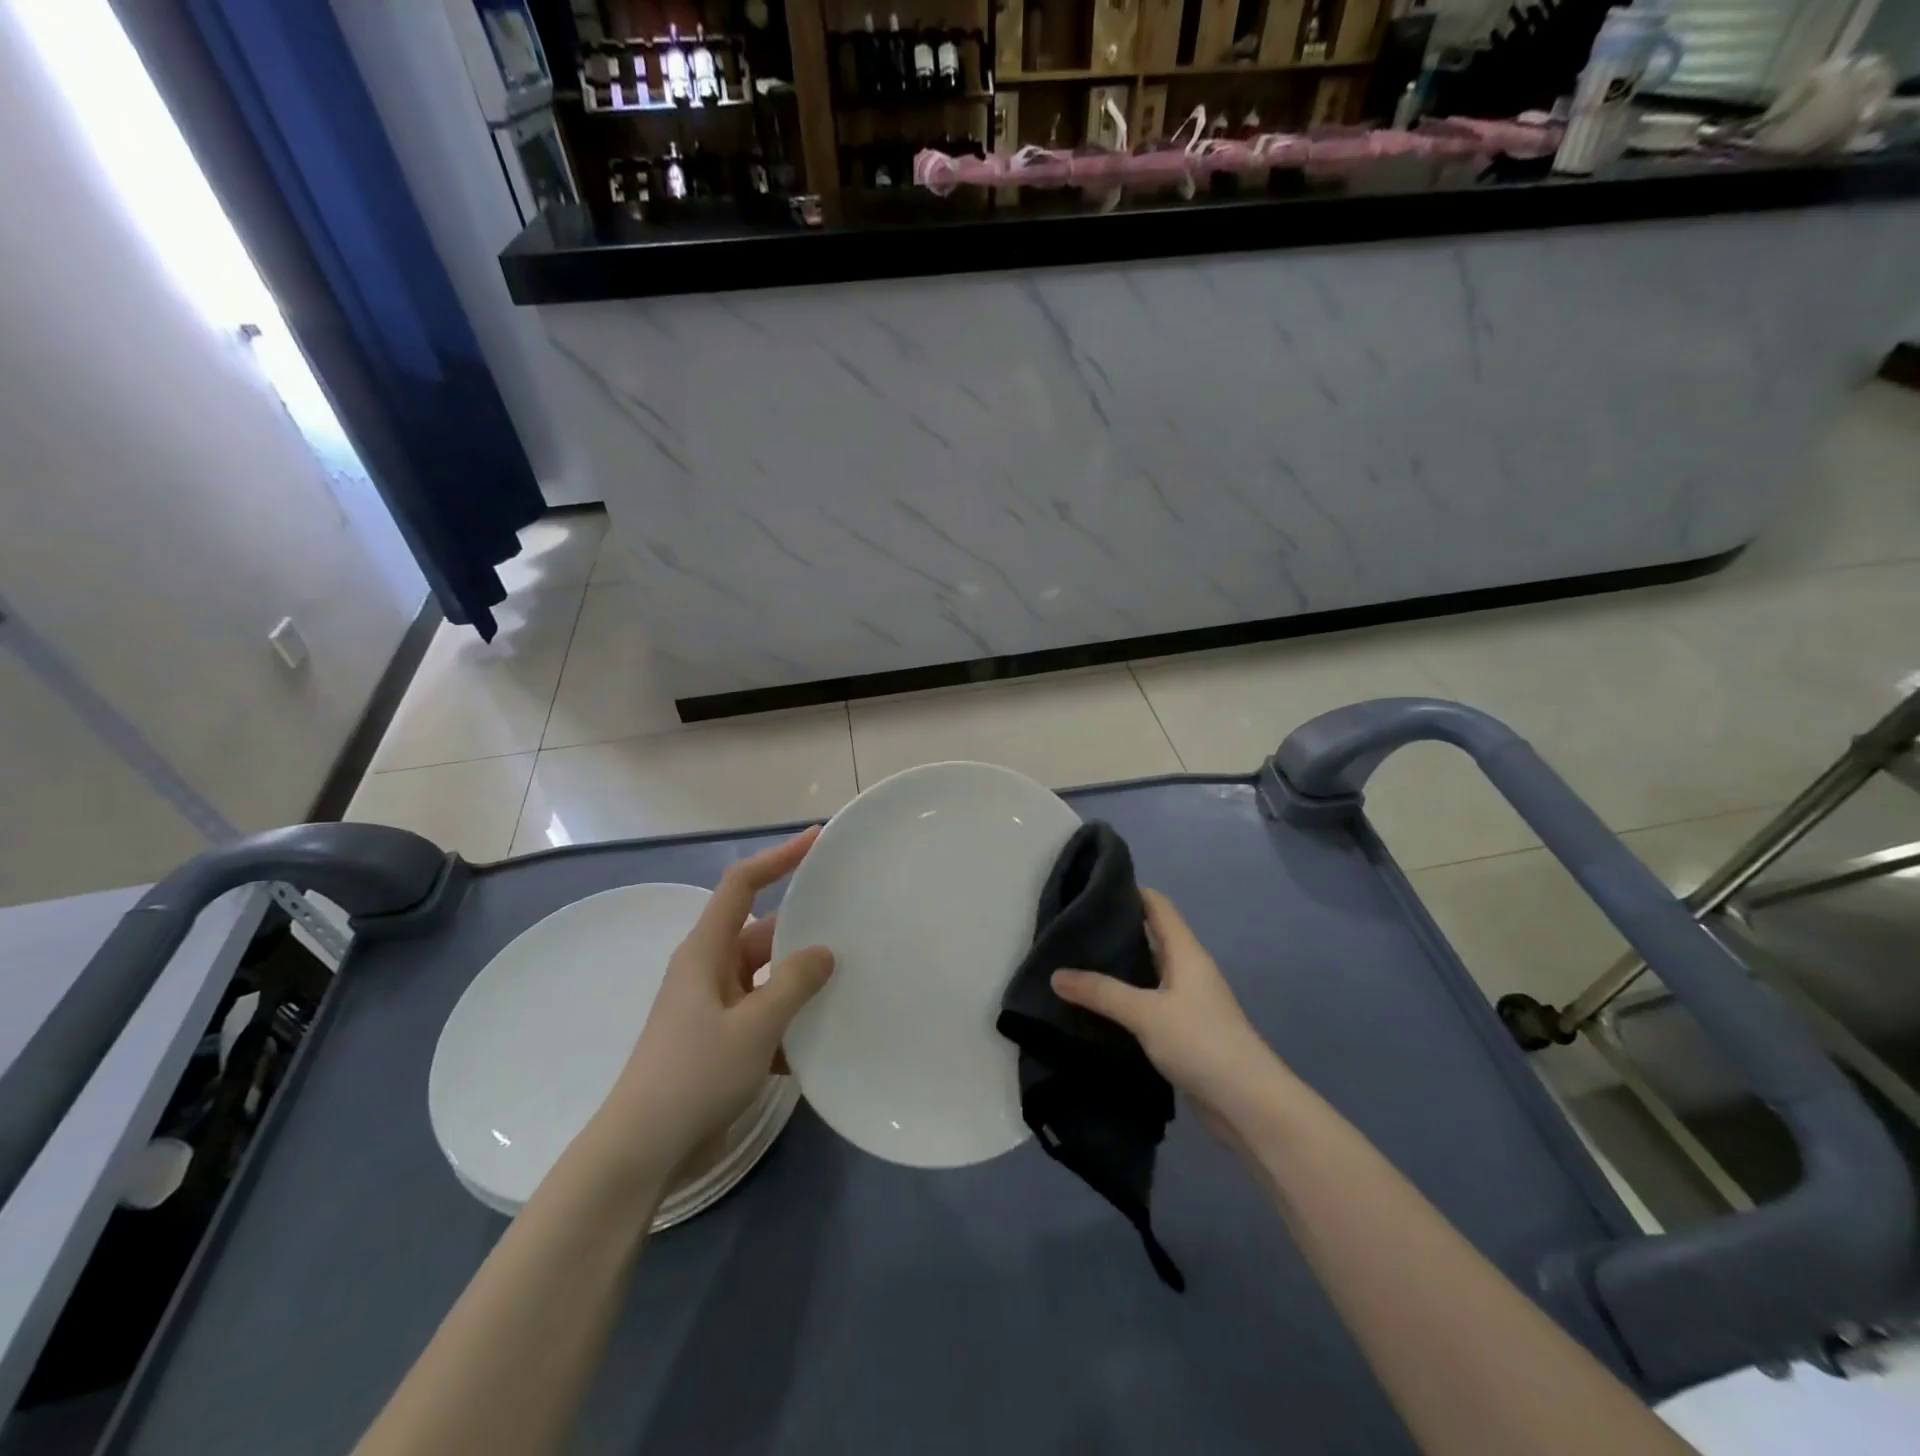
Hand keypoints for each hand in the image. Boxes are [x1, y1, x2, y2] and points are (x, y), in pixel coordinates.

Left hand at [590, 828, 833, 1186]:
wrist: (643, 1151)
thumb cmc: (694, 1075)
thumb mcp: (754, 1026)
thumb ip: (794, 983)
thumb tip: (825, 951)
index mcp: (706, 951)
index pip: (742, 884)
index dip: (778, 857)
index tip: (816, 840)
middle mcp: (709, 970)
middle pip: (763, 933)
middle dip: (804, 929)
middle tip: (852, 922)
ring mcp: (714, 1007)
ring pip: (768, 978)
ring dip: (801, 982)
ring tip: (851, 980)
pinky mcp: (721, 1041)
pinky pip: (764, 1015)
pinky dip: (790, 1022)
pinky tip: (824, 1039)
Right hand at [1051, 889, 1288, 1136]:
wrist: (1247, 1104)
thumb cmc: (1200, 1042)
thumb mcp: (1145, 1012)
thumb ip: (1101, 992)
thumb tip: (1056, 974)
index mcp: (1185, 952)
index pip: (1157, 905)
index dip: (1128, 891)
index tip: (1090, 887)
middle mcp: (1188, 970)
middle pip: (1150, 937)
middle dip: (1114, 931)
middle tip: (1071, 929)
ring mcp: (1187, 1002)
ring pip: (1147, 973)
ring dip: (1118, 969)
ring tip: (1075, 965)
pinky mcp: (1183, 1032)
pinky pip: (1148, 1005)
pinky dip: (1124, 1002)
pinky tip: (1096, 1008)